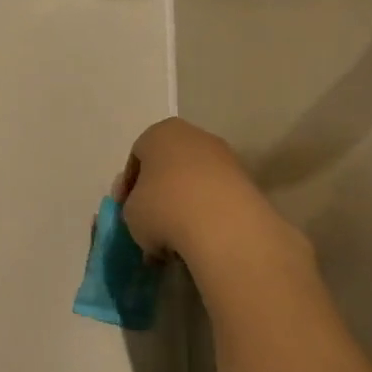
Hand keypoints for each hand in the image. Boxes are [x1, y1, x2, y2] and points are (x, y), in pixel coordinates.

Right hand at [116, 119, 300, 278]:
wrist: (221, 224)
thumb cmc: (163, 208)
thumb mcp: (130, 212)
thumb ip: (132, 207)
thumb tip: (145, 212)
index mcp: (160, 133)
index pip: (136, 157)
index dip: (128, 186)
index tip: (125, 210)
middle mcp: (194, 136)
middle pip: (168, 167)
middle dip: (157, 195)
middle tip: (149, 224)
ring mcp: (224, 156)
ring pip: (193, 183)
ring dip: (182, 207)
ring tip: (174, 238)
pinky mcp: (246, 181)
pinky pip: (215, 197)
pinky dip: (205, 214)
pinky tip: (197, 238)